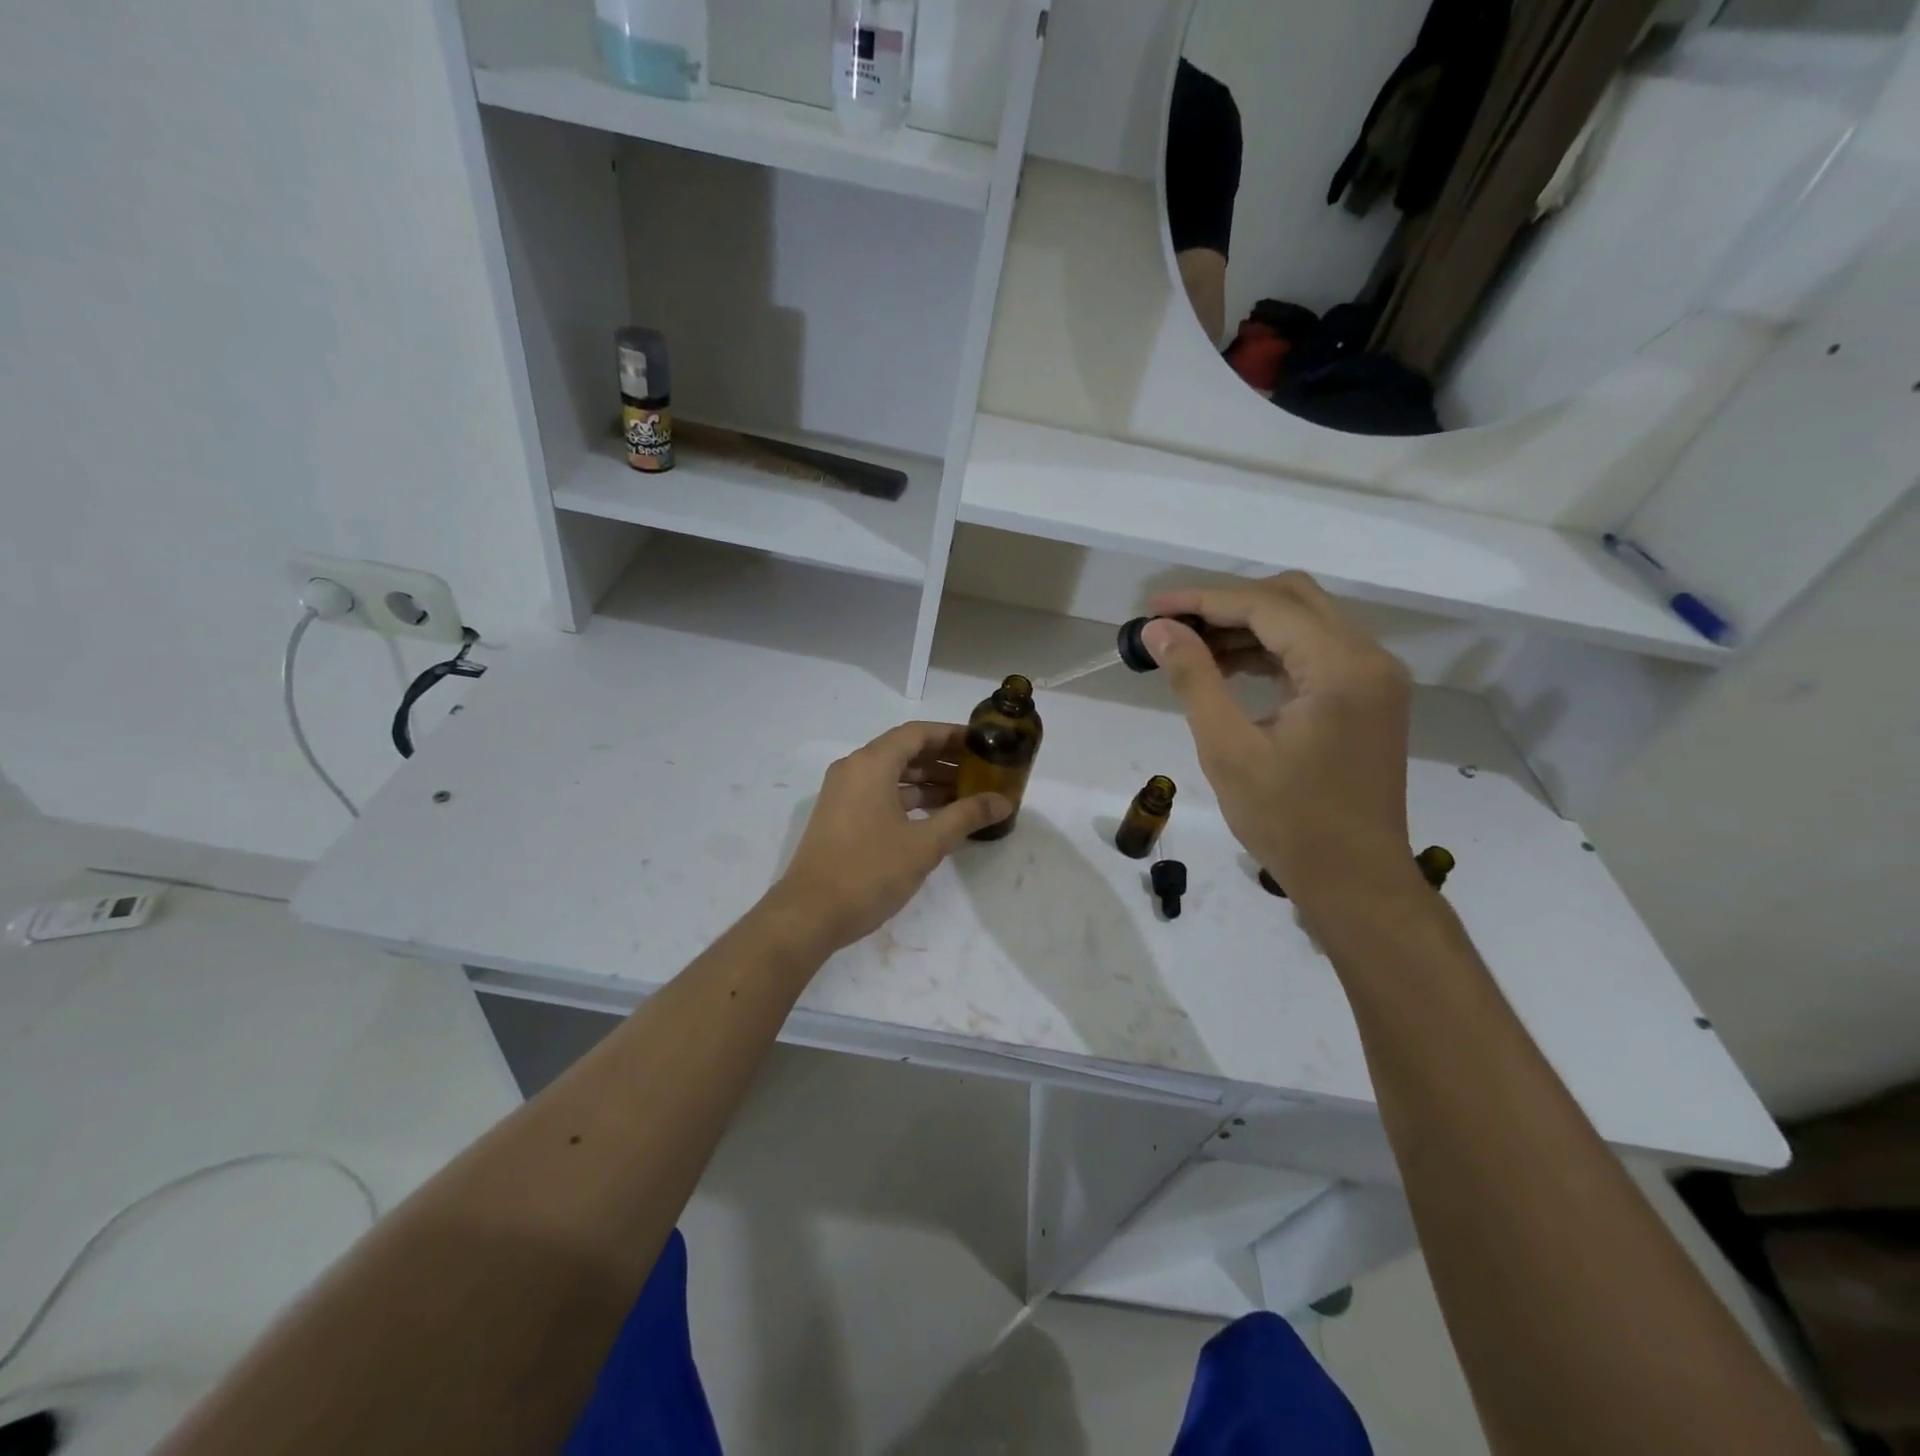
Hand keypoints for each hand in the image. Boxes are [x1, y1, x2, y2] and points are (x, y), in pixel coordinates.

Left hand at [773, 722, 1011, 950]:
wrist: (809, 915)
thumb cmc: (869, 872)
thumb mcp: (925, 844)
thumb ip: (965, 817)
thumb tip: (1003, 801)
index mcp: (871, 764)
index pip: (918, 733)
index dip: (952, 735)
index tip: (983, 743)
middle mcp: (854, 769)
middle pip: (905, 751)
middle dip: (944, 759)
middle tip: (982, 770)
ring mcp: (843, 793)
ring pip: (892, 775)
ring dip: (928, 781)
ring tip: (967, 795)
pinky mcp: (840, 816)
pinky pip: (880, 794)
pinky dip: (909, 799)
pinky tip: (937, 816)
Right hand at [1144, 573, 1417, 907]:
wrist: (1355, 881)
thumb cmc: (1288, 821)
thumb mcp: (1228, 748)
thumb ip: (1194, 679)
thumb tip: (1159, 629)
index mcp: (1341, 667)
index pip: (1266, 606)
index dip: (1204, 600)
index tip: (1153, 608)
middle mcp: (1369, 658)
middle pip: (1293, 599)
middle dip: (1227, 604)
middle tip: (1172, 623)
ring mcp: (1375, 678)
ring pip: (1306, 622)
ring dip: (1248, 626)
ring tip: (1190, 646)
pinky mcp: (1370, 698)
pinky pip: (1316, 652)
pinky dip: (1271, 650)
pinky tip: (1229, 667)